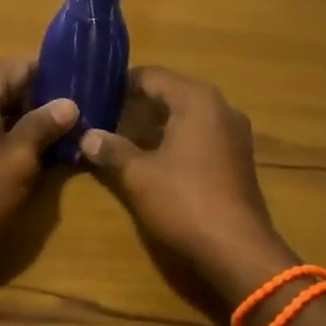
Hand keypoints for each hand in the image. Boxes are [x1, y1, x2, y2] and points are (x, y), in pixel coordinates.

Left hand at [0, 58, 78, 264]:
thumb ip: (44, 125)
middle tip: (77, 110)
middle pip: (5, 84)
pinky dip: (6, 131)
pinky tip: (32, 148)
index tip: (80, 83)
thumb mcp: (20, 158)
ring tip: (61, 129)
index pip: (18, 65)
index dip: (51, 73)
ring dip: (25, 116)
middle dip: (40, 97)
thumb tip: (69, 104)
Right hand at [79, 67, 298, 302]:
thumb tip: (87, 136)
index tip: (96, 93)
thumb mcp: (138, 175)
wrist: (238, 249)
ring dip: (156, 123)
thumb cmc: (185, 201)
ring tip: (123, 135)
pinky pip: (201, 134)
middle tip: (105, 114)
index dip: (122, 84)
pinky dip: (176, 138)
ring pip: (187, 115)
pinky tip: (153, 157)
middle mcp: (220, 107)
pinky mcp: (238, 157)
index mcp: (197, 100)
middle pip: (171, 92)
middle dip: (138, 103)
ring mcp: (234, 133)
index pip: (152, 76)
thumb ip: (112, 149)